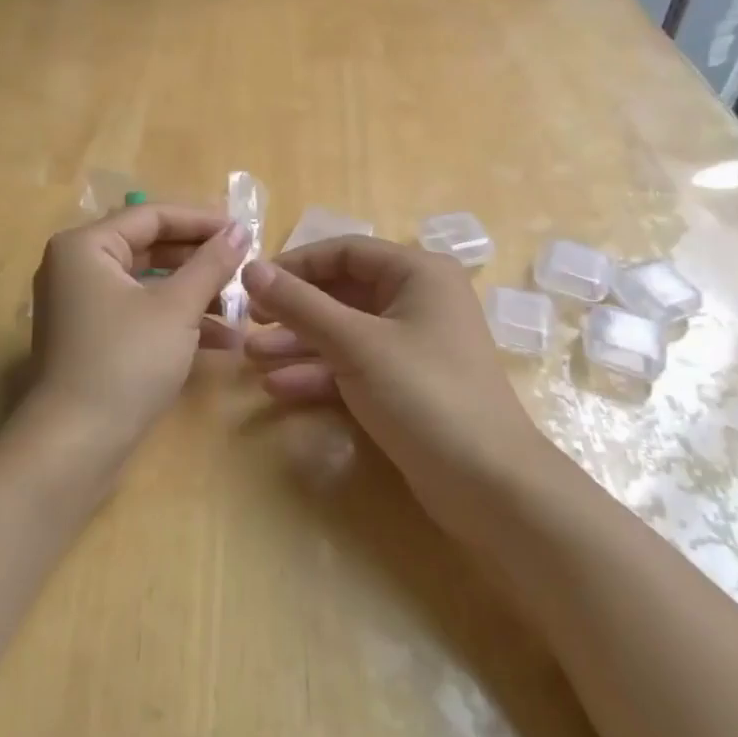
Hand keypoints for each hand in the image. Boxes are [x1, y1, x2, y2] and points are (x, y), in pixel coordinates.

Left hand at [22, 204, 249, 475]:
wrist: (75, 445)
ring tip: (241, 306)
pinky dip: (176, 320)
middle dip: (200, 260)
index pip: (152, 216)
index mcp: (86, 245)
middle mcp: (77, 267)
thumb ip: (210, 263)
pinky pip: (139, 313)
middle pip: (149, 247)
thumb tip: (239, 229)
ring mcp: (82, 305)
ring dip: (194, 293)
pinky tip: (222, 340)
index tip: (245, 230)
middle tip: (244, 266)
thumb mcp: (176, 308)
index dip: (202, 220)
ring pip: (148, 284)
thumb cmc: (126, 361)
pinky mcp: (92, 338)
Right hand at [241, 238, 540, 515]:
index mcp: (417, 273)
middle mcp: (418, 300)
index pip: (344, 251)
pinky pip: (355, 365)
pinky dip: (320, 373)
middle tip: (248, 323)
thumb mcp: (355, 344)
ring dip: (299, 344)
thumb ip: (300, 304)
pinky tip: (279, 387)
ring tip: (252, 359)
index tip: (252, 285)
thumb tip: (250, 268)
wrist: (489, 485)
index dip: (295, 265)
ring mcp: (413, 345)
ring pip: (345, 332)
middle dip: (293, 310)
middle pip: (342, 292)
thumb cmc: (424, 394)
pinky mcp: (407, 385)